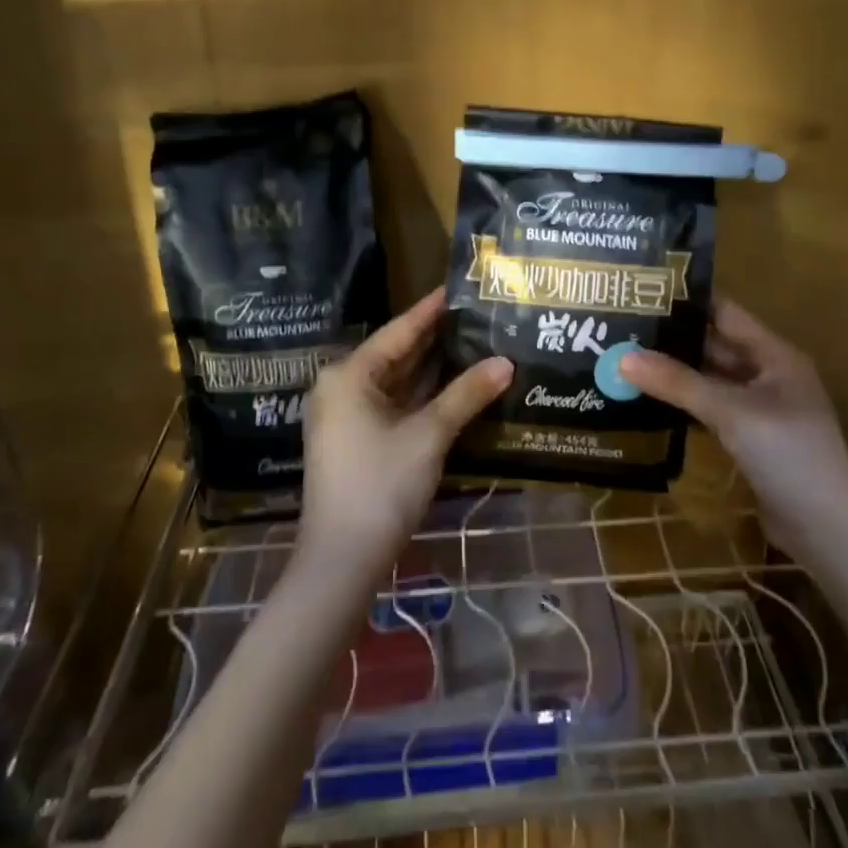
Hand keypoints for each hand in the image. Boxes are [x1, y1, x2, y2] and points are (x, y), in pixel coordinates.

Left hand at [298, 290, 511, 584]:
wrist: (342, 559)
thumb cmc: (381, 485)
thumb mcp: (428, 435)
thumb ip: (466, 394)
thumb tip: (506, 362)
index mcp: (349, 375)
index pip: (399, 331)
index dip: (432, 310)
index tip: (460, 288)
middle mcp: (341, 388)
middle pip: (396, 354)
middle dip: (436, 339)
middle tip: (477, 316)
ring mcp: (346, 417)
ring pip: (396, 382)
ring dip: (432, 370)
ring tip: (474, 344)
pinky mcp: (355, 441)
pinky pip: (393, 405)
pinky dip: (422, 396)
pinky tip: (454, 388)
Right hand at [620, 298, 847, 552]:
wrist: (827, 528)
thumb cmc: (787, 453)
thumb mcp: (731, 412)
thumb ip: (678, 383)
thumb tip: (622, 357)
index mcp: (774, 355)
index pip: (725, 313)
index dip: (688, 301)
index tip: (642, 292)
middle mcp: (768, 375)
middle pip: (715, 346)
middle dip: (673, 339)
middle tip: (623, 328)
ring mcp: (760, 409)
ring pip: (711, 380)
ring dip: (675, 374)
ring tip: (626, 360)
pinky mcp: (750, 440)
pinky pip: (711, 411)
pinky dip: (684, 404)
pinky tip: (649, 402)